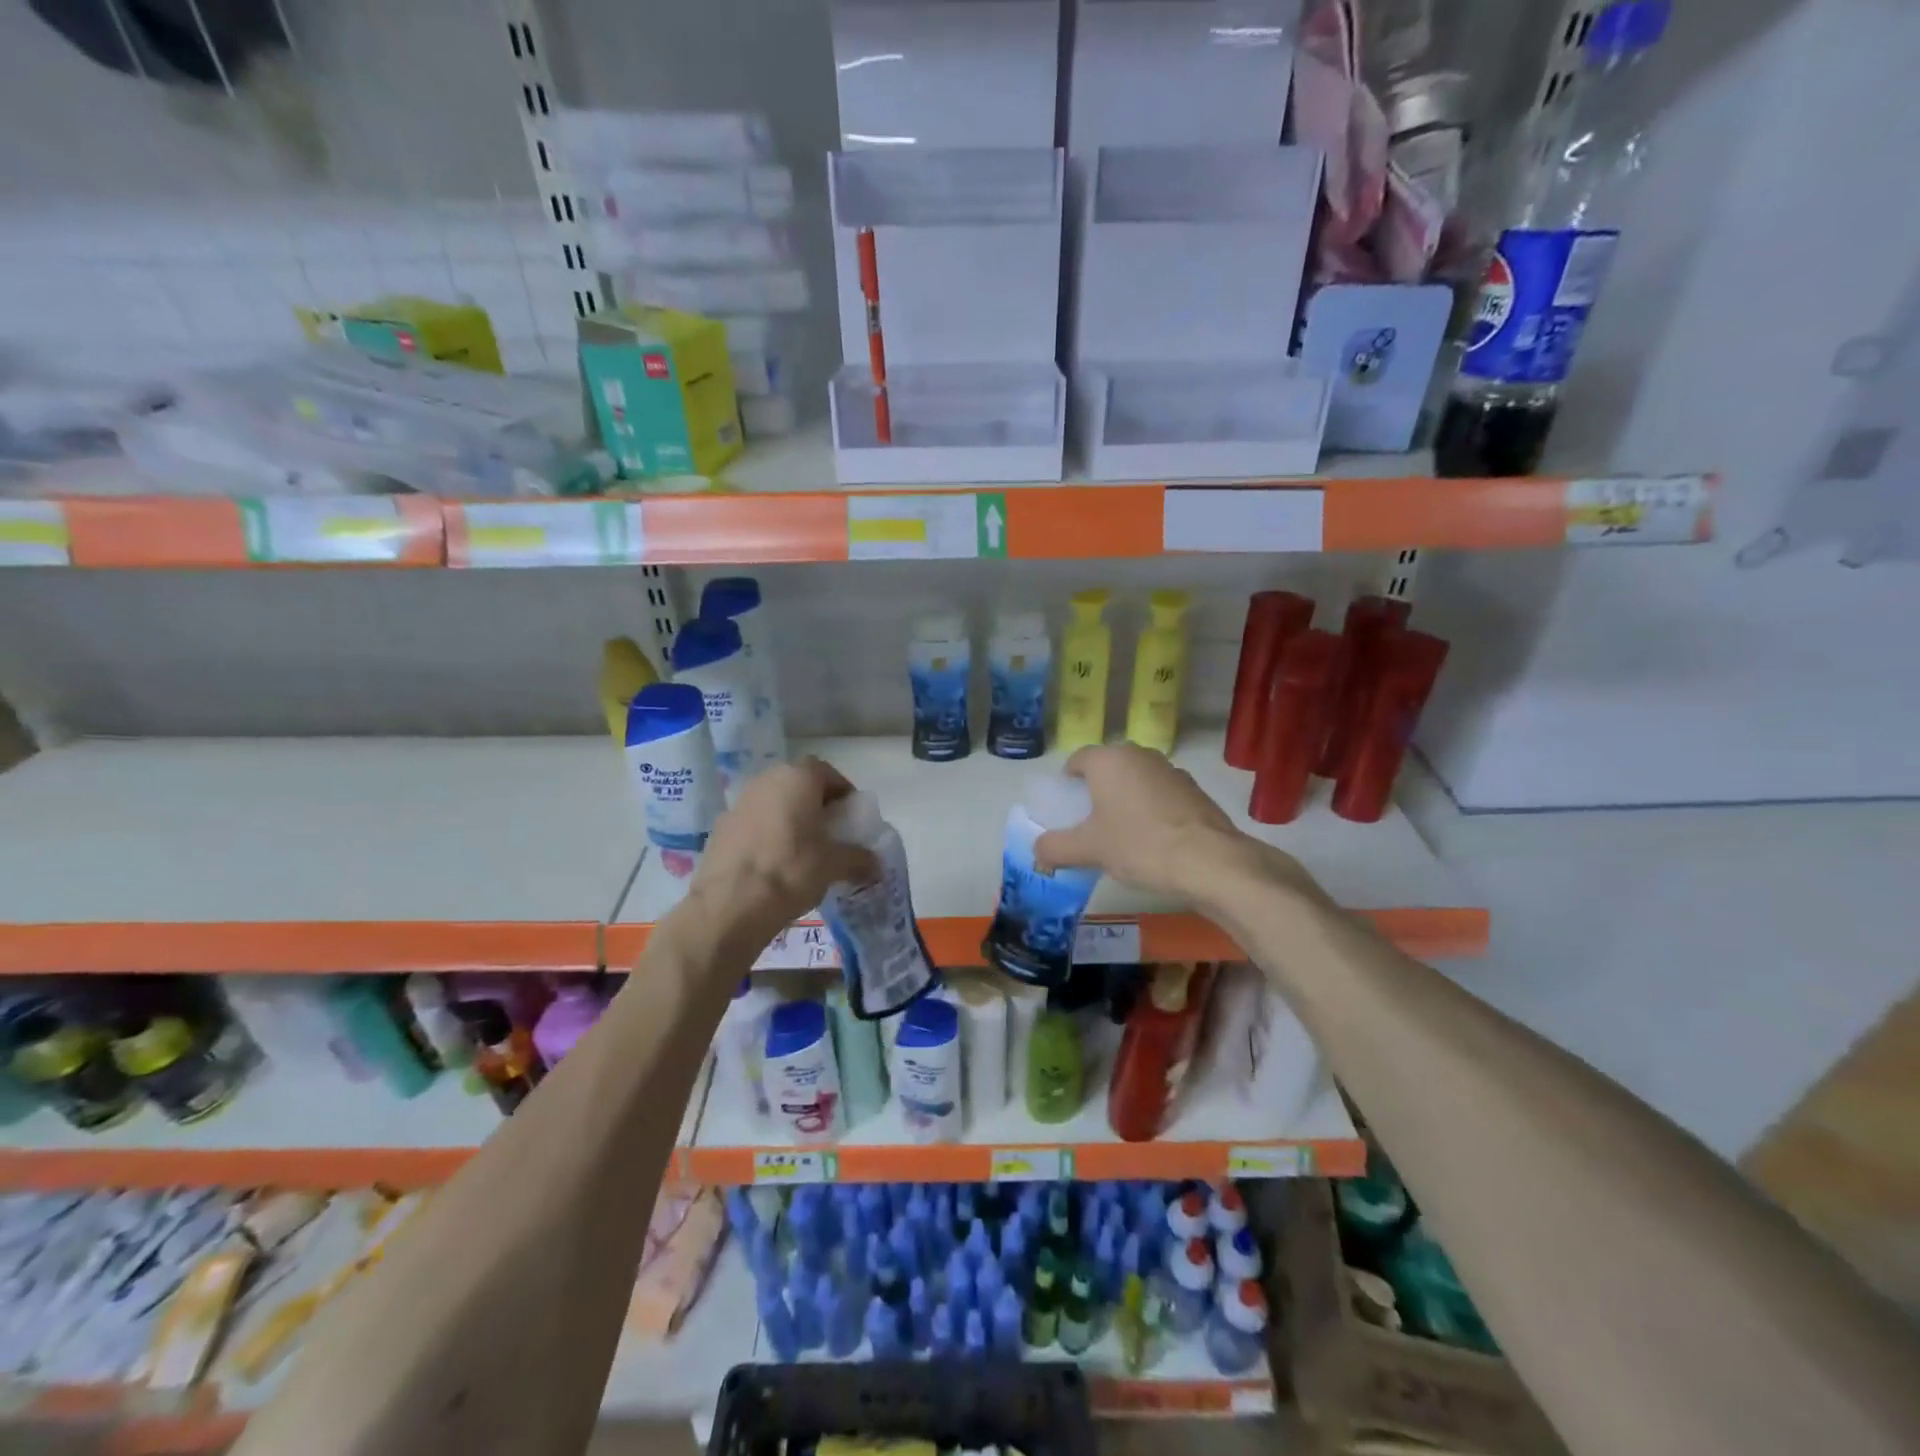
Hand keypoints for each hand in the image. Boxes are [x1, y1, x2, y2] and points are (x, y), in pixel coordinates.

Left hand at [685, 757, 877, 956]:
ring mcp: (739, 802)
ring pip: (774, 803)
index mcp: (797, 778)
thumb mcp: (835, 865)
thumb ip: (859, 858)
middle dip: (816, 804)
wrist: (730, 905)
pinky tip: (773, 863)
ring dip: (790, 818)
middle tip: (830, 832)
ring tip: (803, 850)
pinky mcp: (720, 827)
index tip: (850, 817)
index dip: (842, 793)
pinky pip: (754, 823)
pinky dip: (767, 834)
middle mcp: (766, 779)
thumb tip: (875, 864)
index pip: (827, 772)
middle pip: (798, 785)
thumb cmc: (791, 871)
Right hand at [1034, 743, 1313, 905]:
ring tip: (1122, 835)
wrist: (1209, 861)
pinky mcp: (1194, 790)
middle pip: (1107, 769)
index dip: (1067, 784)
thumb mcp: (1088, 850)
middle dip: (1096, 792)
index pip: (1077, 761)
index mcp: (1108, 759)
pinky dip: (1151, 810)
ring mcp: (1171, 770)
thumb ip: (1055, 847)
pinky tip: (1153, 841)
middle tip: (1090, 825)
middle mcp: (1139, 754)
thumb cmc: (1139, 845)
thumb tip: (1037, 851)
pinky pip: (1160, 795)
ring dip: (1125, 800)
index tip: (1066, 811)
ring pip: (1135, 781)